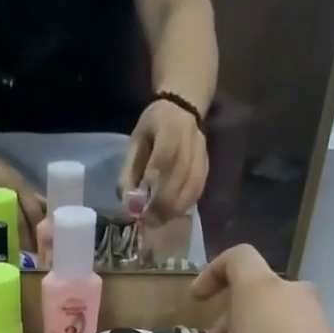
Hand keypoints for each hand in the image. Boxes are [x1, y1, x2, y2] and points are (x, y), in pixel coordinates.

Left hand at [119, 98, 207, 224]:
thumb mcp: (135, 142)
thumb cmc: (152, 129)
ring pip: (191, 187)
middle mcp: (191, 138)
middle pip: (181, 174)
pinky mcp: (206, 168)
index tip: (144, 196)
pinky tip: (169, 215)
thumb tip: (127, 203)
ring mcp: (202, 154)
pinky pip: (196, 192)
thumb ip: (129, 171)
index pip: (166, 150)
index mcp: (170, 125)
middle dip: (162, 202)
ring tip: (156, 221)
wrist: (181, 111)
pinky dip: (182, 207)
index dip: (156, 173)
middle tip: (146, 219)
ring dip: (172, 209)